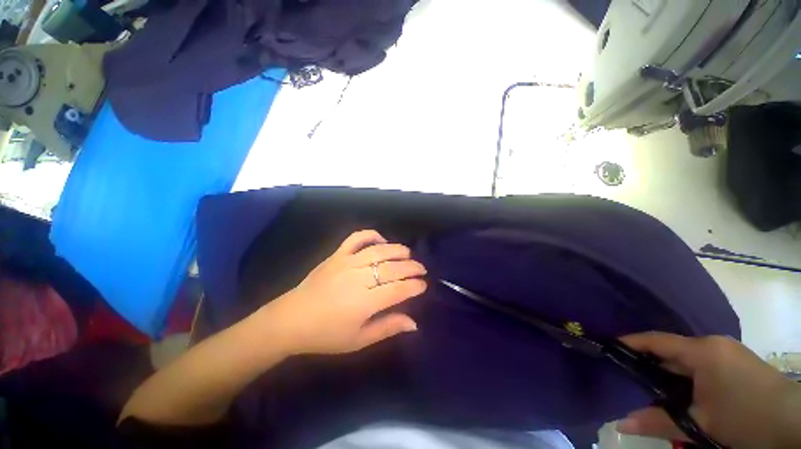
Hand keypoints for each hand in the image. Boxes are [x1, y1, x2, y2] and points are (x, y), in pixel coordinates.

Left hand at [259, 230, 427, 355]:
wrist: (291, 320)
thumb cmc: (326, 334)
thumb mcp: (359, 340)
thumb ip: (387, 327)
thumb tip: (414, 323)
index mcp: (365, 302)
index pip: (399, 289)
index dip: (415, 286)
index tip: (423, 285)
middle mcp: (359, 277)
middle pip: (393, 268)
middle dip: (412, 267)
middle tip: (421, 269)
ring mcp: (347, 262)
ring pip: (380, 250)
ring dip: (398, 250)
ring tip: (408, 255)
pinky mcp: (337, 255)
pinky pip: (357, 238)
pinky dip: (371, 235)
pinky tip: (381, 240)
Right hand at [617, 332, 800, 448]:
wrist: (795, 422)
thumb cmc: (746, 418)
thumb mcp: (702, 426)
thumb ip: (660, 422)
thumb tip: (621, 424)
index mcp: (702, 351)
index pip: (656, 340)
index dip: (630, 342)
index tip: (608, 348)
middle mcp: (712, 343)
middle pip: (671, 349)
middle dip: (649, 362)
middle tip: (627, 375)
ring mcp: (727, 351)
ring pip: (686, 358)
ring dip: (668, 371)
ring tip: (650, 386)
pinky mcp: (736, 361)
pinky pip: (701, 363)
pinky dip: (686, 375)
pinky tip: (682, 391)